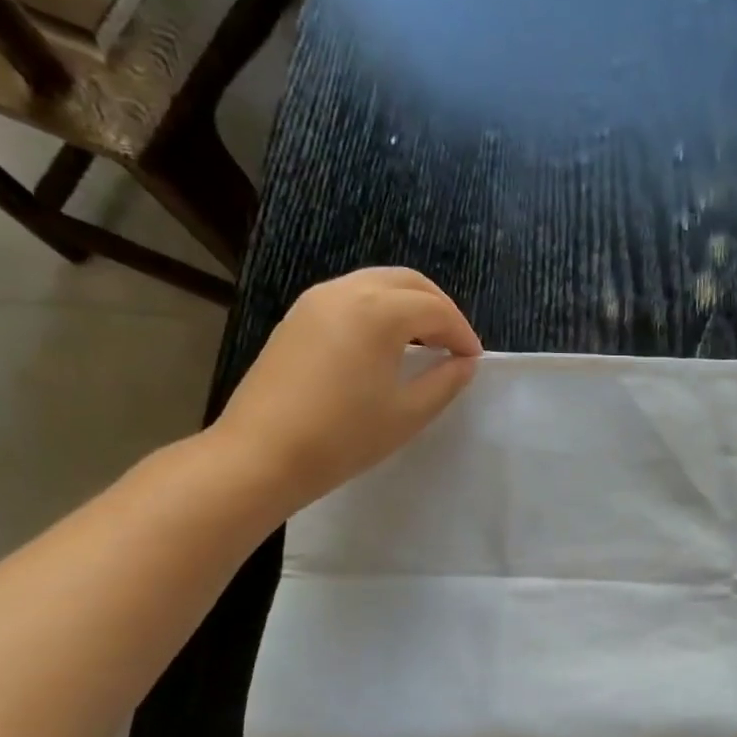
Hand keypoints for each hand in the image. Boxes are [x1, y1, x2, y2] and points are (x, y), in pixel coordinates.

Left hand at [208, 267, 481, 513]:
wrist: (262, 454)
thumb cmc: (344, 437)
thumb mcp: (408, 413)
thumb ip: (445, 381)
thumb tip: (464, 363)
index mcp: (379, 311)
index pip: (436, 309)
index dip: (462, 333)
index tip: (474, 361)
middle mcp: (346, 291)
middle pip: (407, 282)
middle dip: (438, 308)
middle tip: (454, 344)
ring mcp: (315, 300)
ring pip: (376, 284)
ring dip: (408, 306)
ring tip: (424, 344)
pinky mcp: (297, 318)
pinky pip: (350, 297)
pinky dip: (378, 310)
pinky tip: (385, 346)